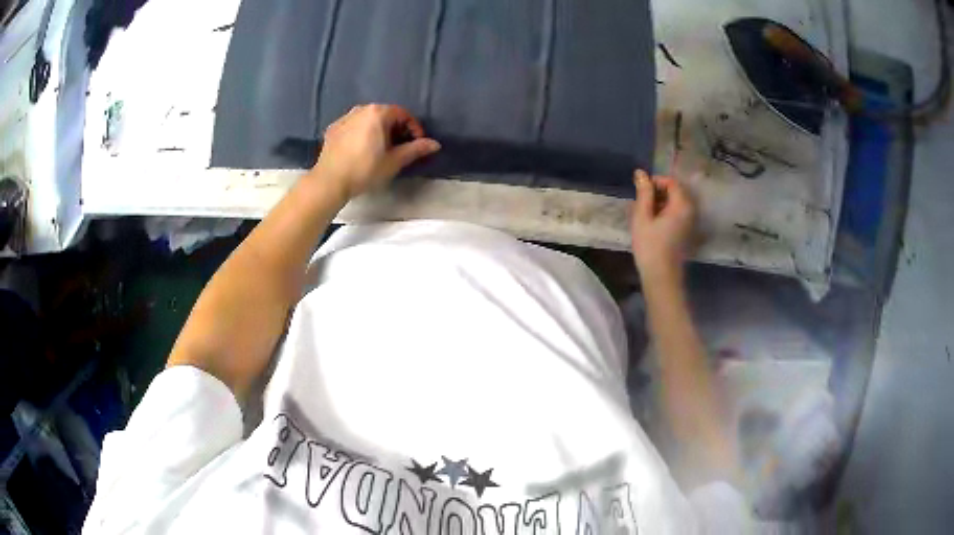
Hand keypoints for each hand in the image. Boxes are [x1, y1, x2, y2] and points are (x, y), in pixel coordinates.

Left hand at [312, 104, 440, 197]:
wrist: (329, 181)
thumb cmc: (365, 169)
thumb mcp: (394, 161)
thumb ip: (416, 149)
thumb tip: (435, 144)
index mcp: (378, 113)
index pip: (403, 114)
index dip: (414, 128)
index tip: (417, 144)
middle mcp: (361, 109)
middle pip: (385, 114)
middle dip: (396, 128)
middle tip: (401, 147)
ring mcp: (344, 118)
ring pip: (368, 119)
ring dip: (379, 130)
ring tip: (381, 148)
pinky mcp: (333, 129)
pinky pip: (353, 126)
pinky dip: (362, 133)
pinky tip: (362, 149)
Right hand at [630, 170, 695, 283]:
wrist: (661, 277)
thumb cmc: (650, 246)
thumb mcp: (642, 217)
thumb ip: (643, 193)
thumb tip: (641, 173)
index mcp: (682, 205)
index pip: (671, 182)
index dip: (655, 182)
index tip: (640, 192)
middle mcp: (690, 211)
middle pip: (675, 192)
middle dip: (657, 194)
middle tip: (640, 205)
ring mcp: (690, 222)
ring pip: (674, 204)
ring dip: (659, 205)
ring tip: (643, 216)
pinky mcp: (686, 232)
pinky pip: (676, 215)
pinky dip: (664, 214)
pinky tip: (651, 225)